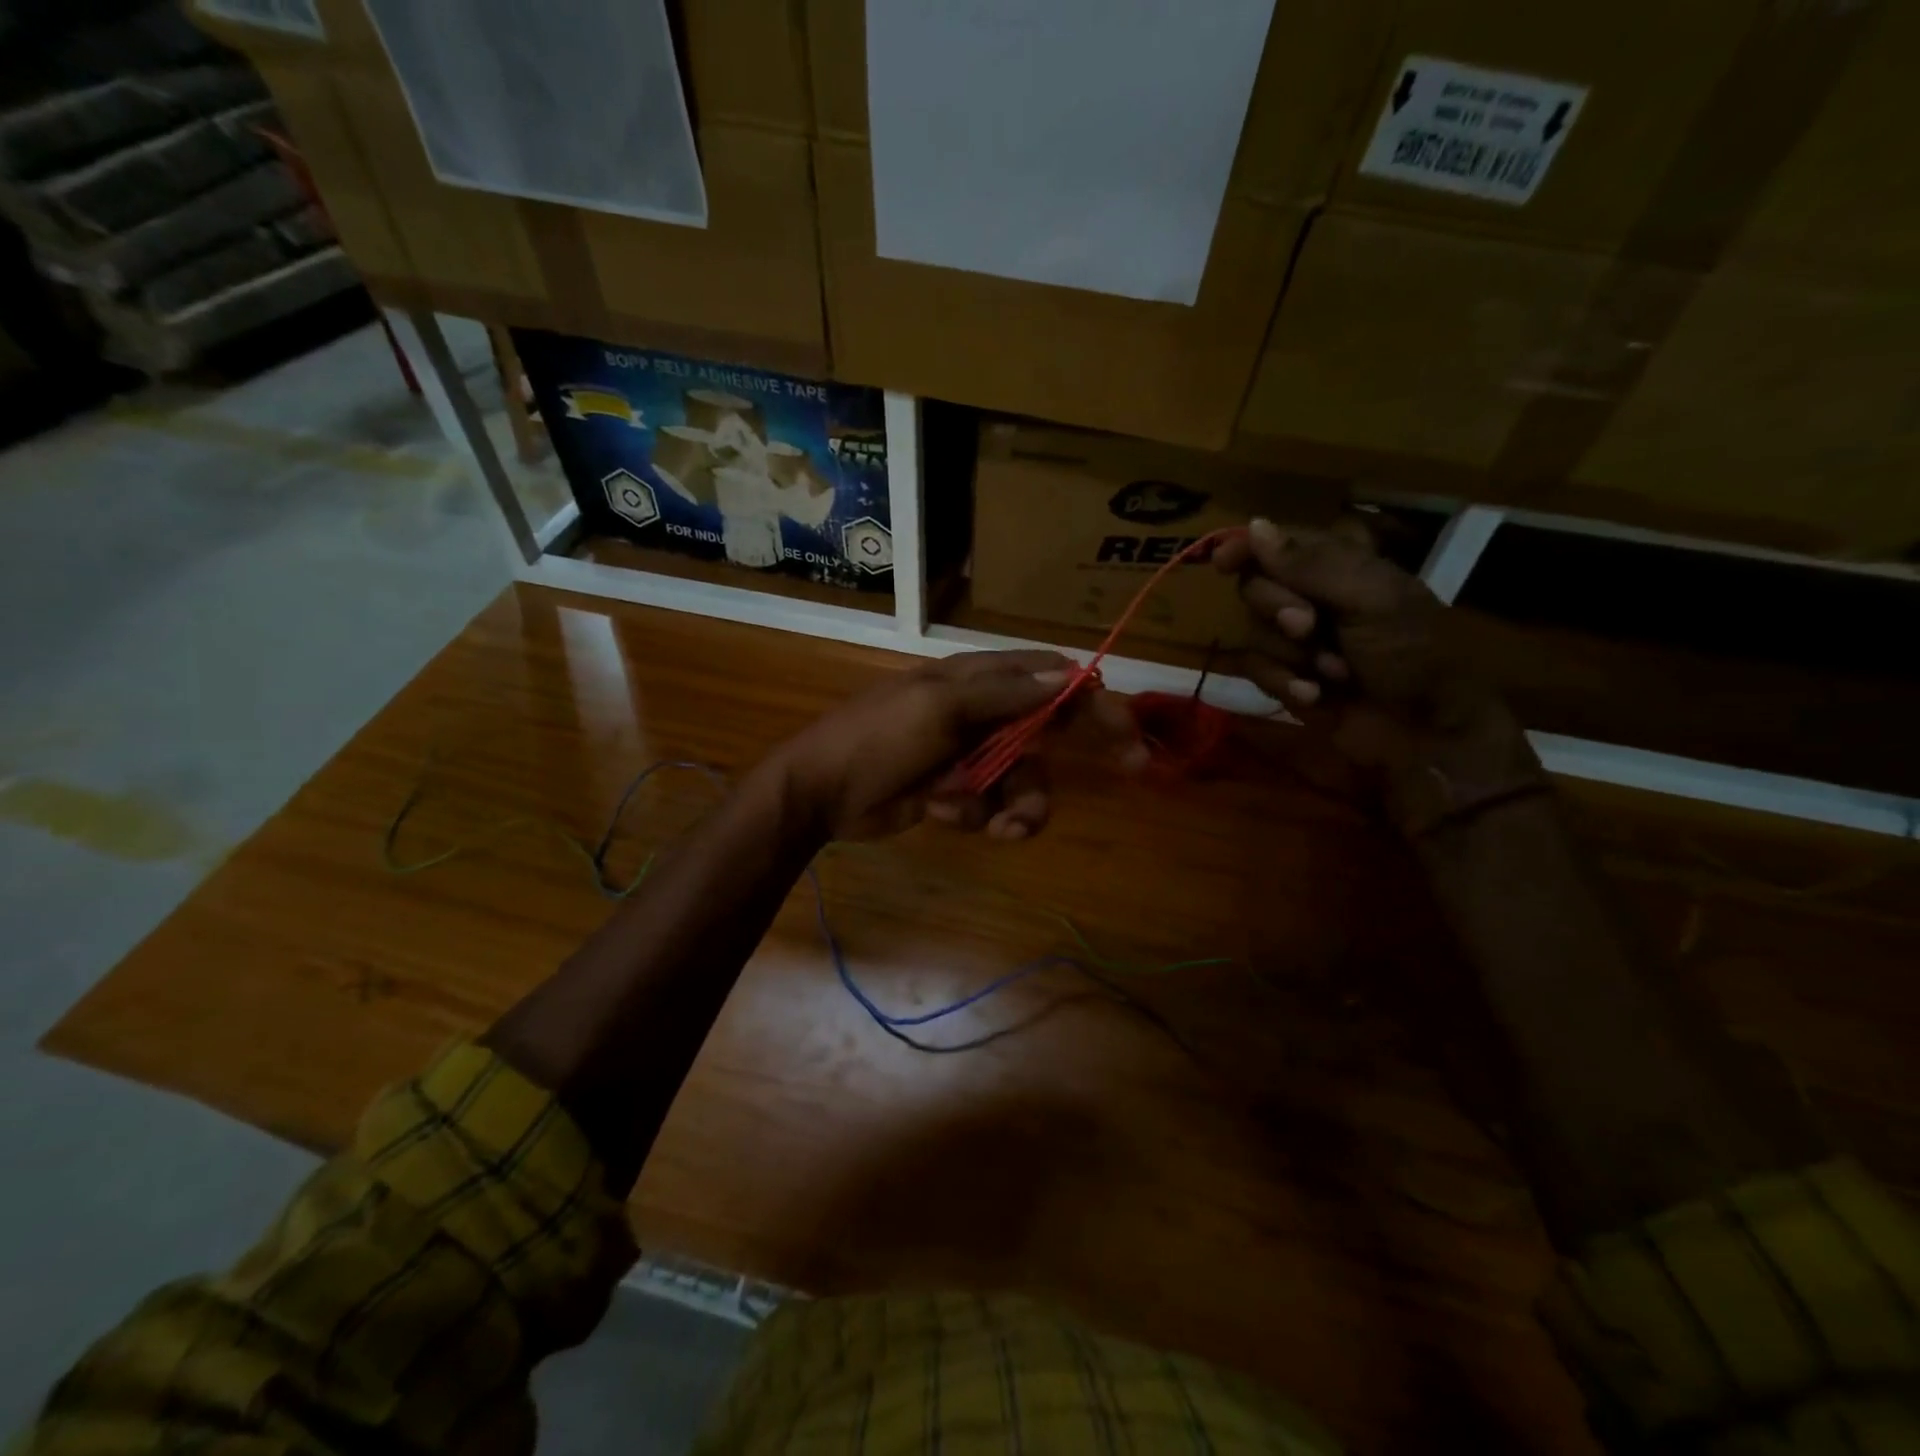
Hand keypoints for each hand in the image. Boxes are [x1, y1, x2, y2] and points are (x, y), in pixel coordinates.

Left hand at [768, 650, 1145, 841]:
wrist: (820, 793)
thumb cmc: (877, 737)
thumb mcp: (940, 706)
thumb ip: (1005, 693)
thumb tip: (1069, 673)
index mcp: (978, 679)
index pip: (1049, 680)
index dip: (1092, 701)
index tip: (1129, 733)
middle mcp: (981, 712)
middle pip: (1045, 737)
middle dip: (1060, 767)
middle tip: (1123, 778)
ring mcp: (969, 755)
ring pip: (1021, 781)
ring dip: (1014, 805)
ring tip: (994, 826)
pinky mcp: (956, 791)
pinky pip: (990, 806)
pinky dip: (974, 814)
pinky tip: (941, 812)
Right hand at [1215, 518, 1541, 834]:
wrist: (1424, 732)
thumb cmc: (1411, 654)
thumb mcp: (1371, 599)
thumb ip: (1311, 564)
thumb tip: (1253, 526)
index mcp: (1339, 567)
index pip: (1277, 544)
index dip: (1245, 548)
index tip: (1224, 562)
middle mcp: (1310, 598)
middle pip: (1254, 587)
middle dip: (1277, 609)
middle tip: (1309, 626)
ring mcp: (1296, 642)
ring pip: (1252, 633)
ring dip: (1290, 655)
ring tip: (1332, 672)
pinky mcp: (1285, 678)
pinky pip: (1255, 671)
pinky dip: (1283, 683)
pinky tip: (1315, 696)